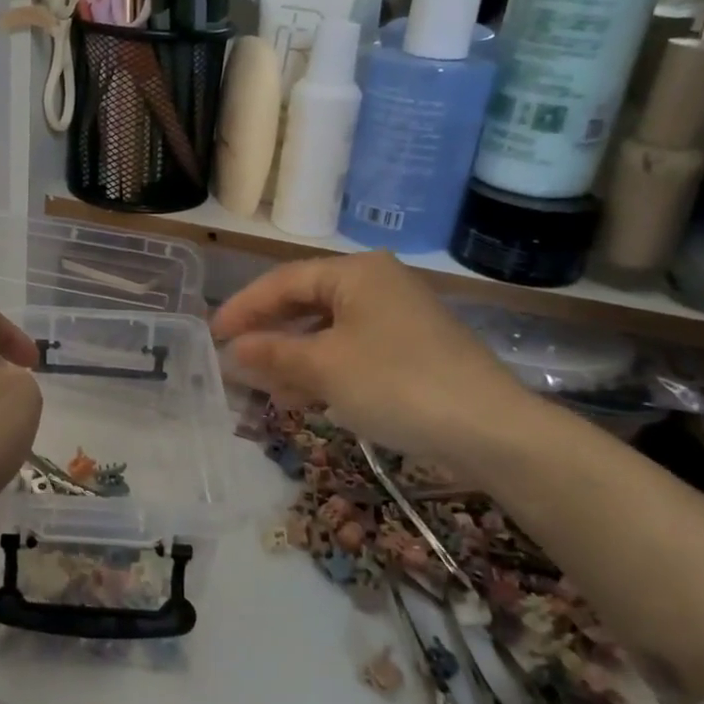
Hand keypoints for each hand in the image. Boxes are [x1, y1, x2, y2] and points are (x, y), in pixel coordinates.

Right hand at [211, 254, 534, 468]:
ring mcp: (399, 317)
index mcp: (356, 273)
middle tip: (234, 359)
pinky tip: (306, 396)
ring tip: (264, 388)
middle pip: (306, 302)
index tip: (213, 334)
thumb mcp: (324, 368)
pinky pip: (352, 349)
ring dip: (293, 356)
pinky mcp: (413, 349)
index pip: (284, 282)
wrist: (491, 430)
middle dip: (269, 334)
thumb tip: (233, 350)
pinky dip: (324, 368)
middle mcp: (378, 284)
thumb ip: (273, 355)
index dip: (244, 308)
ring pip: (328, 330)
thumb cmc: (397, 384)